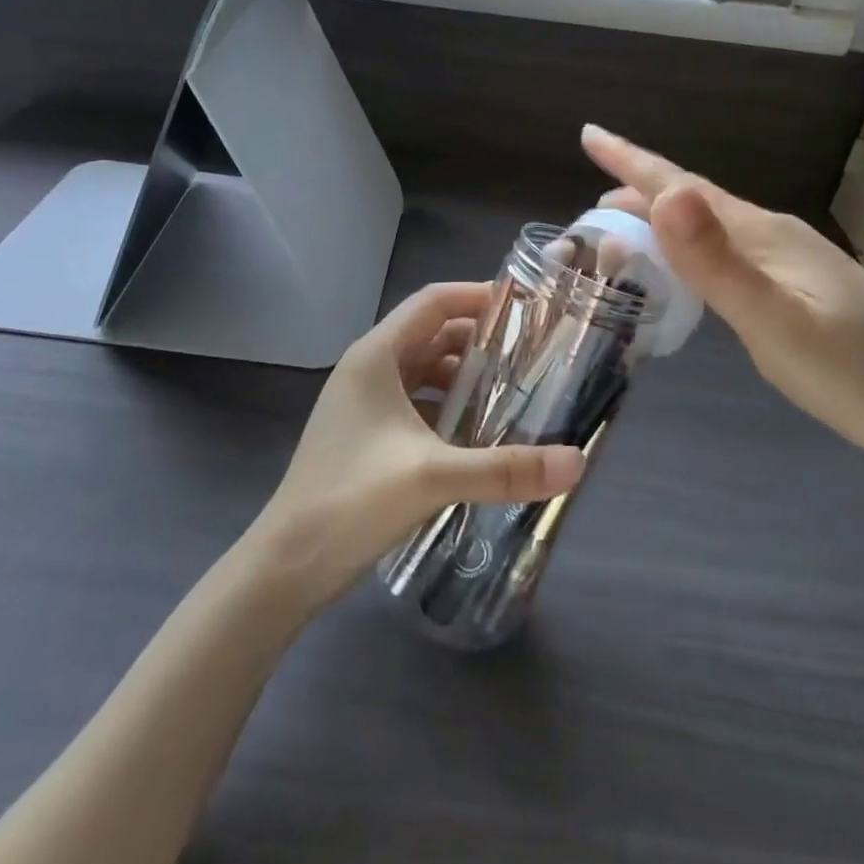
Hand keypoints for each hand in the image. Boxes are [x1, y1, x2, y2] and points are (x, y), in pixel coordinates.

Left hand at [248, 282, 585, 607]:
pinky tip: (478, 433)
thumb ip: (505, 468)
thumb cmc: (351, 501)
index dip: (477, 296)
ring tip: (514, 391)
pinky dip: (448, 407)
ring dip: (464, 376)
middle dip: (480, 340)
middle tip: (532, 352)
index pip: (432, 302)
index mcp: (376, 356)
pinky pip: (416, 403)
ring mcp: (365, 403)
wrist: (286, 566)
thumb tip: (577, 461)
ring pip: (424, 370)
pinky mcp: (367, 435)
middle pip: (432, 334)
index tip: (525, 307)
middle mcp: (368, 369)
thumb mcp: (433, 477)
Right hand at [582, 125, 863, 482]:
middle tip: (588, 208)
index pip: (681, 184)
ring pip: (709, 226)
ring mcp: (789, 260)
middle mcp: (772, 235)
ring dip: (662, 222)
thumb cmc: (856, 374)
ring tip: (622, 231)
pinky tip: (688, 269)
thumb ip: (717, 263)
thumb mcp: (775, 323)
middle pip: (692, 200)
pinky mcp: (798, 286)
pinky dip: (690, 249)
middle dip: (637, 193)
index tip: (588, 133)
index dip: (631, 160)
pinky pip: (727, 251)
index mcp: (760, 233)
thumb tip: (665, 193)